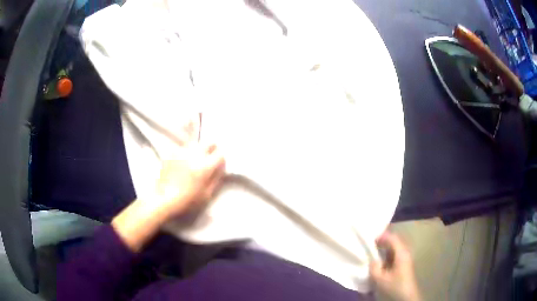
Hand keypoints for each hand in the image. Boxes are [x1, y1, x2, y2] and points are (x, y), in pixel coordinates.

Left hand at [112, 143, 224, 251]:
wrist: (163, 198)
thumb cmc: (187, 201)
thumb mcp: (206, 195)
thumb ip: (216, 179)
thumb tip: (221, 168)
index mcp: (205, 166)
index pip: (220, 154)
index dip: (222, 159)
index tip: (220, 164)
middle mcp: (194, 155)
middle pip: (209, 142)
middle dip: (212, 148)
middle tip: (210, 157)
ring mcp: (182, 152)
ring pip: (196, 143)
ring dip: (199, 149)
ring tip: (196, 159)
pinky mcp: (172, 153)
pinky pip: (183, 148)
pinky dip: (186, 152)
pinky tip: (183, 162)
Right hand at [370, 232, 420, 300]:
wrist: (406, 297)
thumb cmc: (394, 286)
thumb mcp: (380, 279)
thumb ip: (374, 267)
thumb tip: (372, 260)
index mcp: (401, 253)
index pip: (393, 238)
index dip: (382, 236)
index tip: (370, 237)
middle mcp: (405, 253)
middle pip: (394, 242)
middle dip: (383, 241)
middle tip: (370, 243)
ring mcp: (405, 259)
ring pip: (395, 249)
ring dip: (385, 248)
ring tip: (374, 251)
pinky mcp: (404, 266)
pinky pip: (395, 255)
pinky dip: (387, 255)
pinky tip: (380, 261)